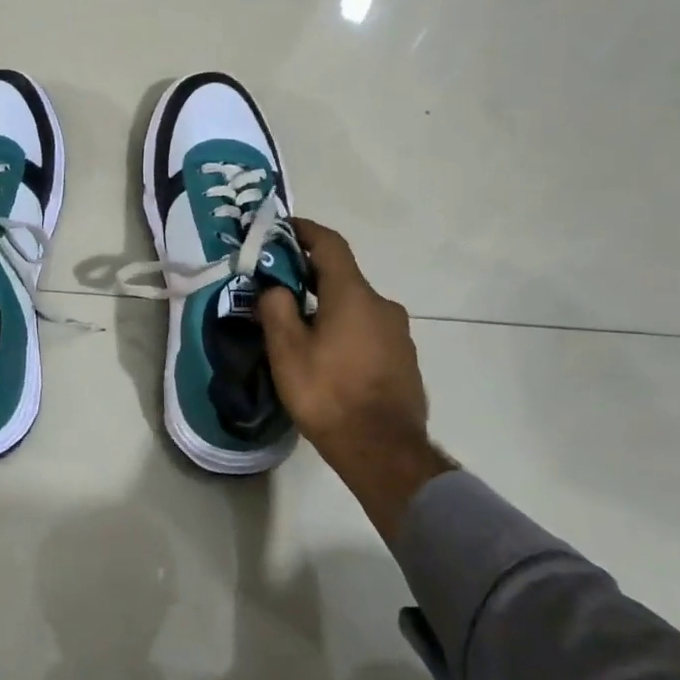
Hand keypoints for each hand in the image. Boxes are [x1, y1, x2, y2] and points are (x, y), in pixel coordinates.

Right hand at [257, 218, 454, 539]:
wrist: (383, 451)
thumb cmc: (328, 393)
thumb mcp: (287, 351)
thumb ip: (277, 309)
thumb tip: (276, 288)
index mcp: (353, 295)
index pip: (330, 245)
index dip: (305, 231)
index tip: (283, 228)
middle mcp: (382, 305)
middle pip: (342, 277)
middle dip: (309, 275)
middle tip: (278, 286)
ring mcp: (399, 334)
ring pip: (356, 306)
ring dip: (328, 306)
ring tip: (299, 327)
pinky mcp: (404, 359)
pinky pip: (368, 331)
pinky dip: (345, 329)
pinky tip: (327, 355)